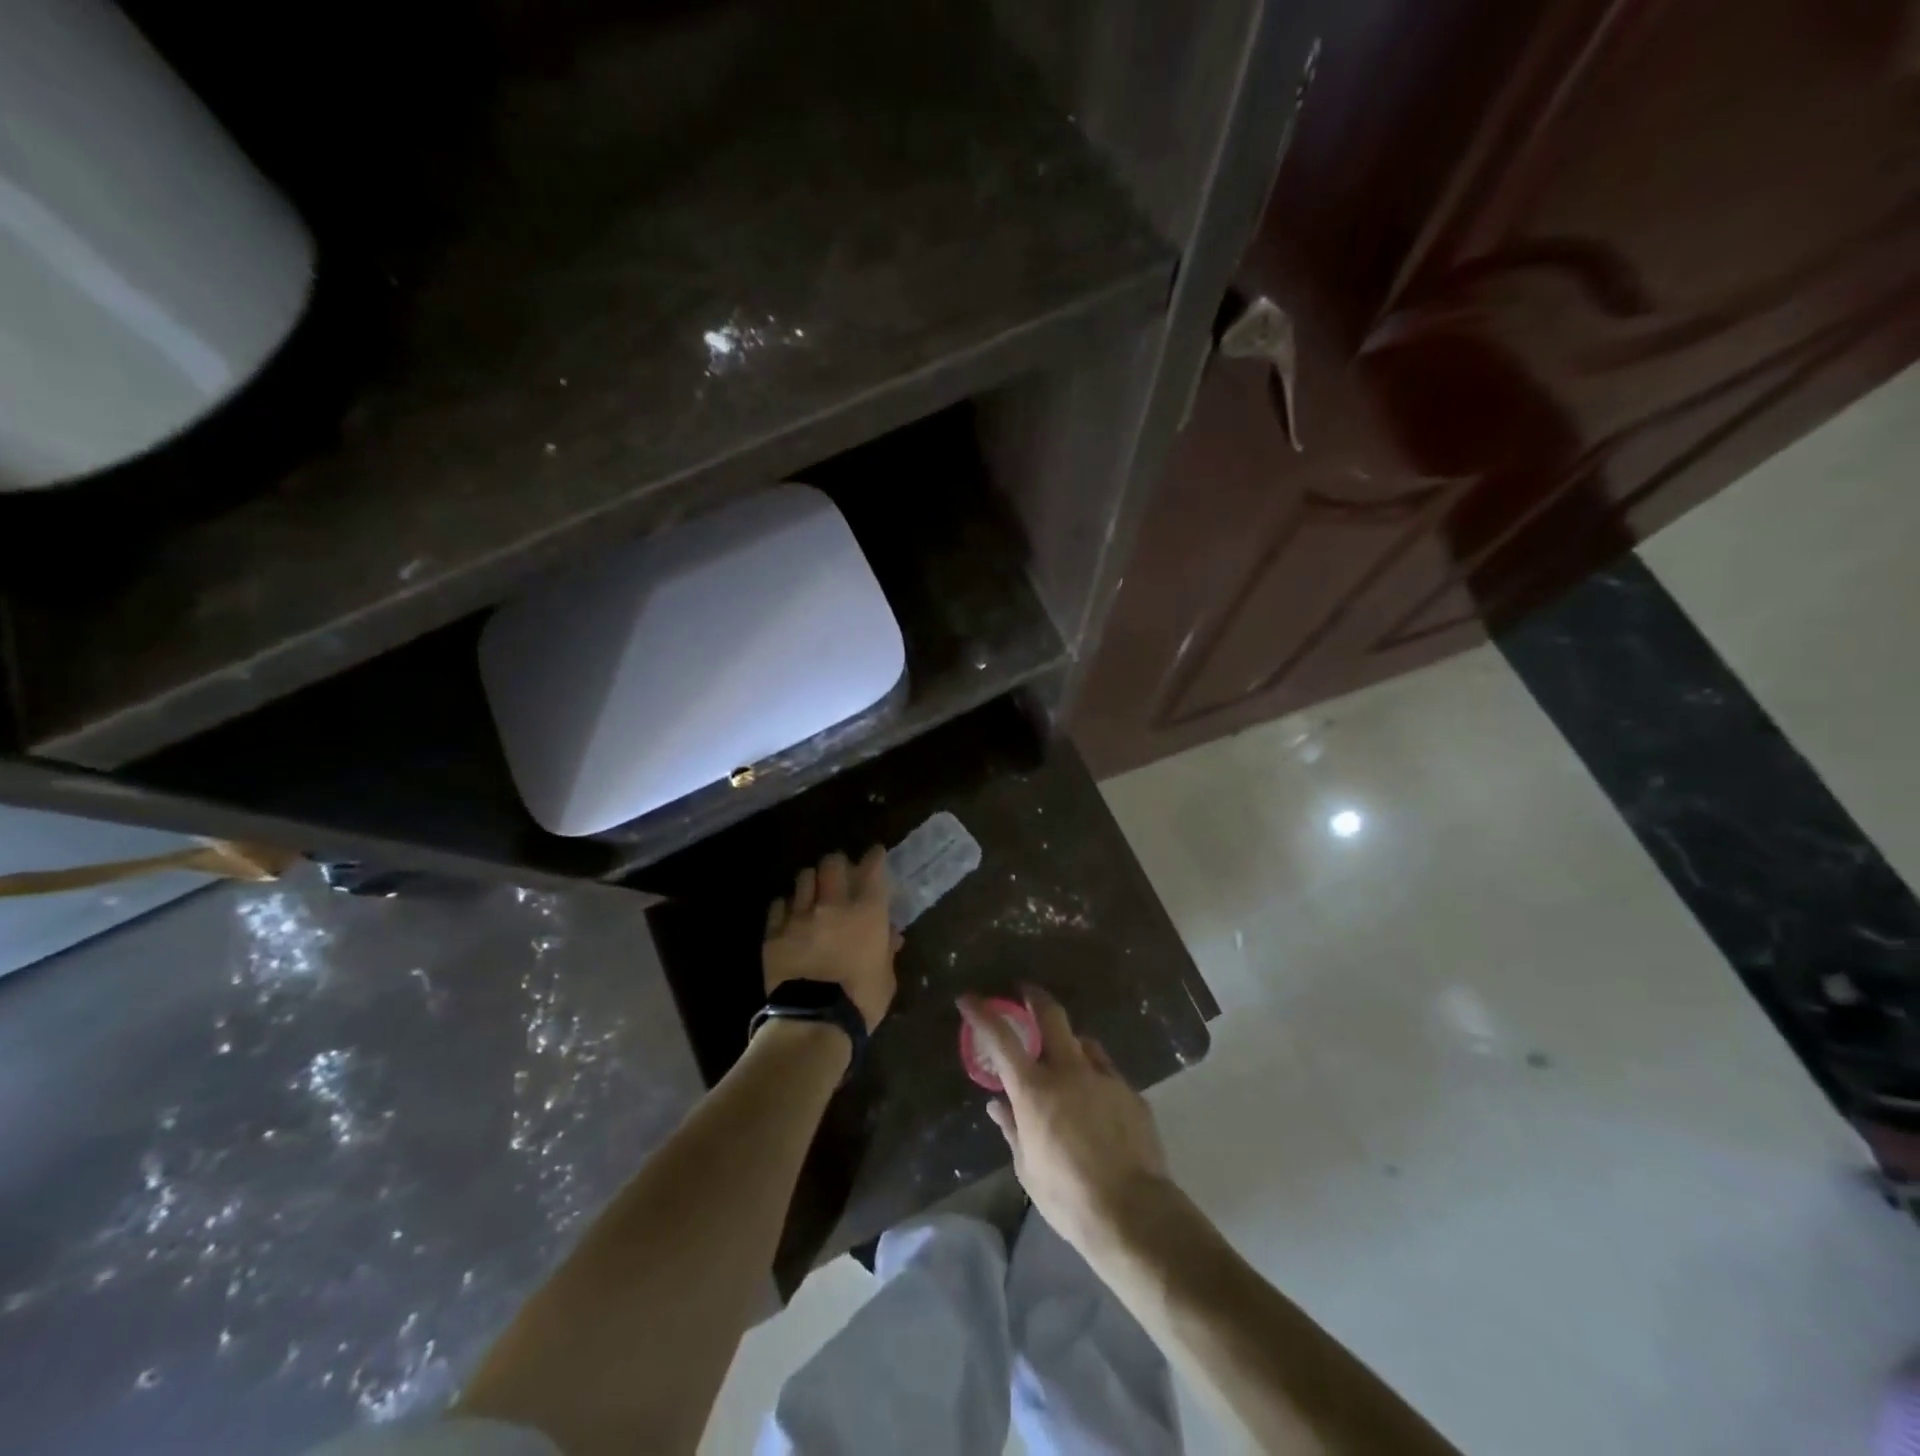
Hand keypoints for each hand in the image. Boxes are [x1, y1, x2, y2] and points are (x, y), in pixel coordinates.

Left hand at [763, 847, 897, 1031]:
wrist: (814, 1021)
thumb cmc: (861, 1000)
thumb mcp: (886, 975)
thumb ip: (887, 948)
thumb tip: (890, 933)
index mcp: (867, 912)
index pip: (872, 869)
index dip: (874, 857)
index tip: (875, 854)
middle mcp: (833, 905)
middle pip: (832, 864)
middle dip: (838, 863)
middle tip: (840, 872)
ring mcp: (800, 916)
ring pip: (803, 878)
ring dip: (811, 881)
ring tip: (813, 890)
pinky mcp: (775, 932)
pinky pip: (779, 905)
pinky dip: (787, 905)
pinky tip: (790, 913)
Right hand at [958, 987, 1170, 1253]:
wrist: (1133, 1212)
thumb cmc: (1069, 1196)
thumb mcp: (1028, 1168)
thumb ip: (1013, 1129)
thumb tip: (998, 1105)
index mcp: (1035, 1090)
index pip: (1001, 1039)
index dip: (982, 1013)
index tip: (968, 998)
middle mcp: (1069, 1071)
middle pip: (1052, 1016)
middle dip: (1035, 997)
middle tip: (1026, 991)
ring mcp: (1104, 1078)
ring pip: (1084, 1042)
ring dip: (1069, 1042)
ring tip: (1065, 1059)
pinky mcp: (1131, 1093)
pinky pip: (1107, 1072)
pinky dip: (1094, 1076)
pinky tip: (1097, 1102)